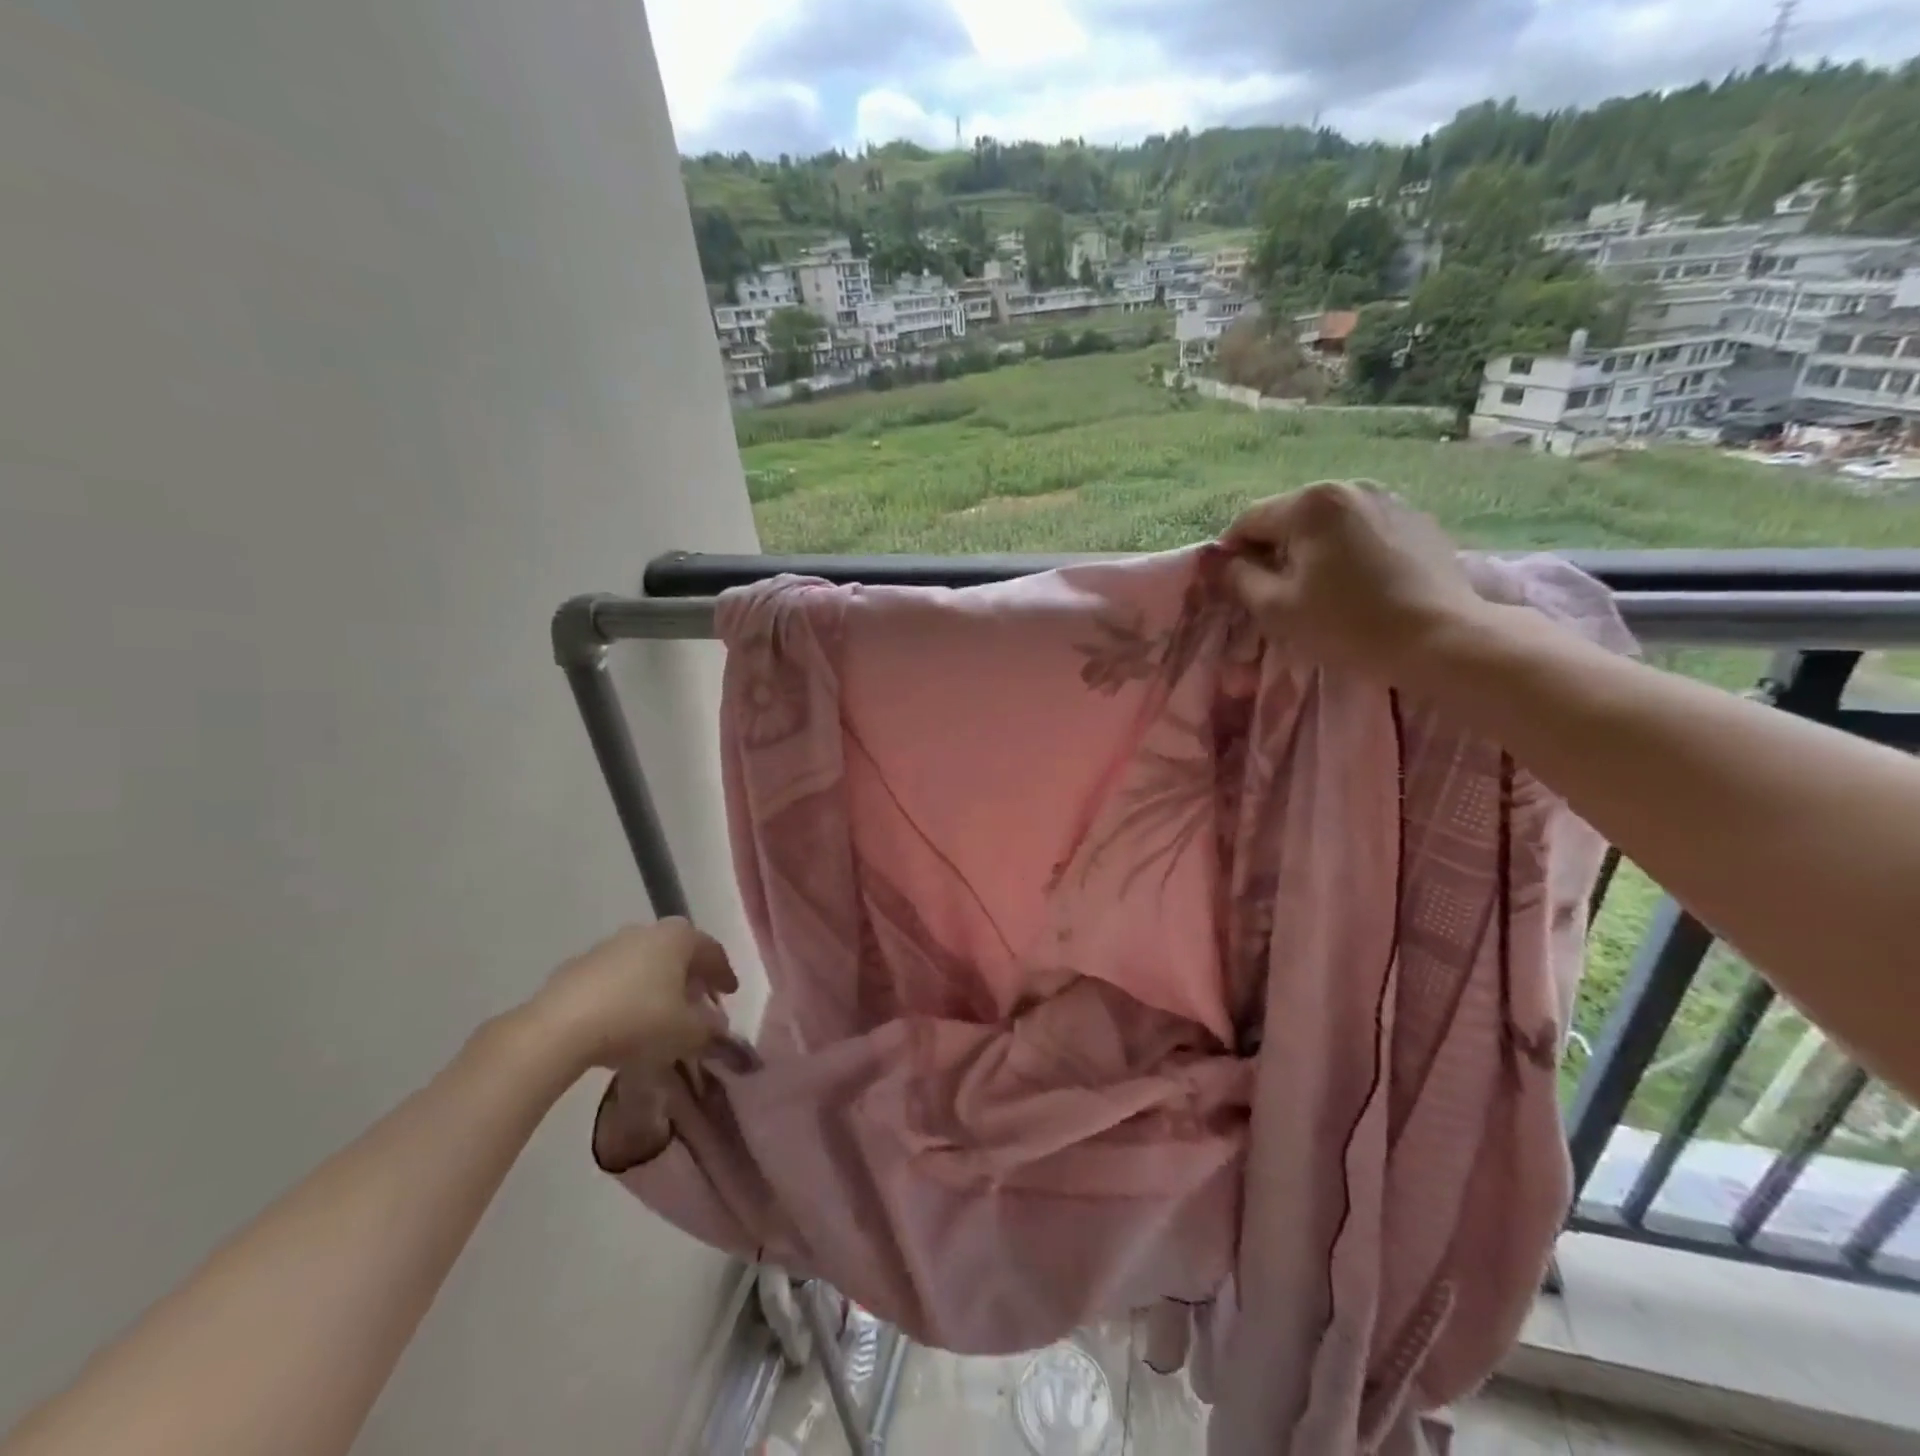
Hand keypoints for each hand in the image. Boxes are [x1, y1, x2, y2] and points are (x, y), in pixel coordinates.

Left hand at [526, 919, 737, 1076]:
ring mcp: (607, 947)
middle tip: (698, 1001)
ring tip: (660, 1015)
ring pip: (644, 963)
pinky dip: (626, 995)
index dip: (724, 973)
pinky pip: (614, 979)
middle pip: (677, 951)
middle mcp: (645, 932)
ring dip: (656, 985)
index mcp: (678, 937)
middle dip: (690, 976)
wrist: (558, 1030)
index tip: (730, 994)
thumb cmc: (638, 1020)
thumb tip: (718, 1028)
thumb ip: (710, 1030)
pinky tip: (624, 1022)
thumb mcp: (687, 1033)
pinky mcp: (576, 968)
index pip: (711, 950)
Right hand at [1219, 482, 1494, 680]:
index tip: (1231, 587)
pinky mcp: (1415, 519)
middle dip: (1272, 550)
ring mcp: (1387, 499)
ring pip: (1325, 523)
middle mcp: (1348, 487)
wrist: (1440, 639)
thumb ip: (1238, 579)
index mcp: (1310, 504)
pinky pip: (1360, 529)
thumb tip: (1222, 562)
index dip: (1231, 554)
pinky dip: (1345, 550)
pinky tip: (1354, 584)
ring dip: (1309, 550)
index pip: (1248, 520)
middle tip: (1272, 593)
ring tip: (1316, 589)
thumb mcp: (1276, 608)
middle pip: (1288, 517)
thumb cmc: (1347, 624)